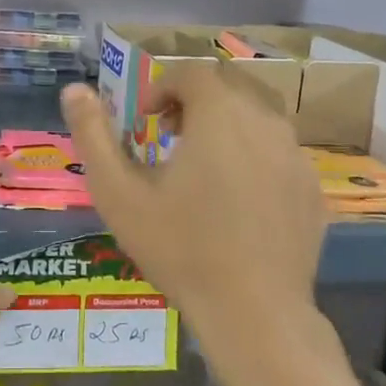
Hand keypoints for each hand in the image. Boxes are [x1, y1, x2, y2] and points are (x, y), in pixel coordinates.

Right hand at [61, 68, 353, 385]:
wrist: (254, 313)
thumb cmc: (180, 248)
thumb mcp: (119, 193)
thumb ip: (93, 135)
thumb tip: (74, 88)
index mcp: (219, 113)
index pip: (192, 72)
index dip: (163, 87)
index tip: (146, 121)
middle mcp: (264, 120)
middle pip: (229, 86)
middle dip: (195, 100)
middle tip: (170, 136)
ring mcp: (295, 154)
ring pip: (258, 115)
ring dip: (227, 124)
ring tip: (203, 164)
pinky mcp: (311, 186)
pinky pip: (279, 150)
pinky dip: (254, 154)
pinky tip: (238, 197)